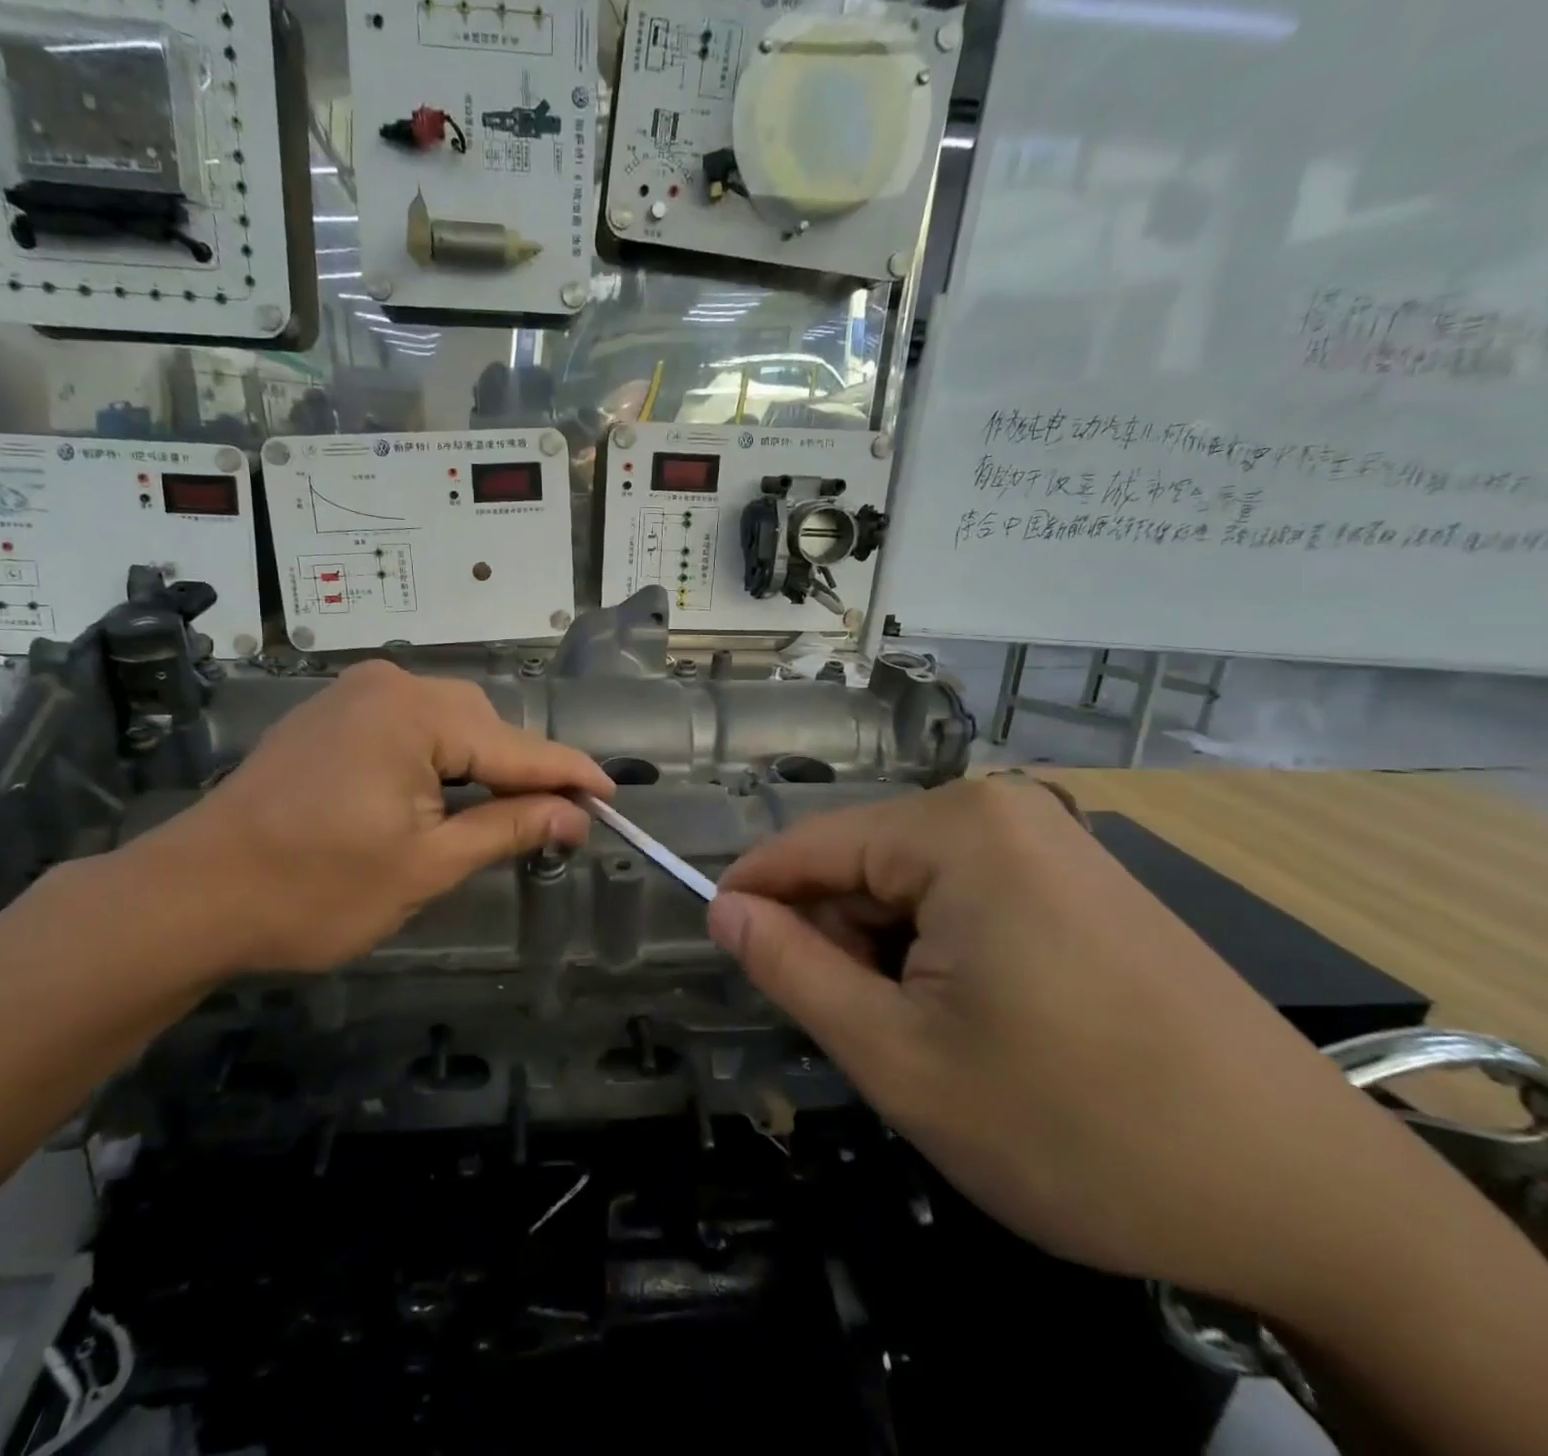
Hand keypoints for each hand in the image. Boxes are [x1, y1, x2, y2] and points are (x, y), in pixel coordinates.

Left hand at [116, 662, 612, 975]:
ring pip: (449, 724)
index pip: (517, 746)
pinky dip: (440, 759)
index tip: (615, 795)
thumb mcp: (425, 866)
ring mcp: (354, 695)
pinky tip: (444, 794)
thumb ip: (507, 828)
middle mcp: (389, 684)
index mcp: (415, 714)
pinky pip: (410, 726)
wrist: (193, 894)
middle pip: (484, 726)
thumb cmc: (315, 890)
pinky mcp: (332, 715)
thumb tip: (576, 816)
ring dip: (481, 766)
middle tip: (556, 822)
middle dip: (522, 771)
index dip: (570, 775)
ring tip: (504, 813)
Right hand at [708, 777, 1436, 1322]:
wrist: (1308, 1200)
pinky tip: (976, 1019)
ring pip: (912, 882)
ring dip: (887, 951)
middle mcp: (1004, 809)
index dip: (751, 896)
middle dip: (835, 937)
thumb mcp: (898, 1057)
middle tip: (855, 1030)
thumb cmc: (1075, 1126)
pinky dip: (939, 950)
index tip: (720, 948)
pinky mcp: (1083, 880)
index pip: (808, 845)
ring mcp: (1053, 840)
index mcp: (956, 829)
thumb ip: (791, 969)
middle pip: (864, 862)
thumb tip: (724, 911)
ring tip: (920, 1037)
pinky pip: (968, 895)